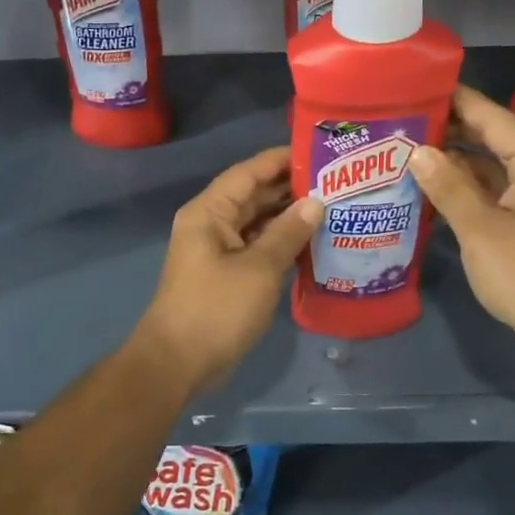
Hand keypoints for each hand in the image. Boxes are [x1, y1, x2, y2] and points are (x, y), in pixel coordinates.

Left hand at [135, 147, 322, 391]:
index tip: (318, 151)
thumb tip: (316, 202)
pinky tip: (313, 242)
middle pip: (253, 195)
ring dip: (289, 217)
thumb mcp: (259, 268)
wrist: (178, 362)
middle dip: (290, 188)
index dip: (281, 160)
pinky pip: (257, 247)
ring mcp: (218, 250)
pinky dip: (281, 243)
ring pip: (257, 223)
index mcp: (210, 212)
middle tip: (336, 181)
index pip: (248, 173)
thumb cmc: (216, 308)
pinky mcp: (226, 274)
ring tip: (333, 206)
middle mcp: (211, 224)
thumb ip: (288, 232)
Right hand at [409, 86, 514, 366]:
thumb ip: (448, 187)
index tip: (419, 86)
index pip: (493, 117)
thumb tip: (418, 151)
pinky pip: (496, 196)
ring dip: (455, 165)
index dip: (457, 100)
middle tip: (402, 122)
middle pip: (493, 140)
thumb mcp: (481, 229)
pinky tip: (432, 193)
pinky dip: (467, 192)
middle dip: (450, 132)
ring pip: (492, 171)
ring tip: (407, 153)